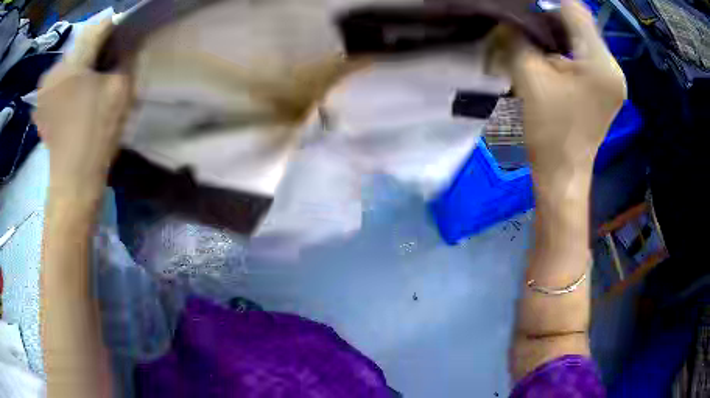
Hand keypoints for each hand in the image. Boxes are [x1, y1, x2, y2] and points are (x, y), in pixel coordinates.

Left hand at [34, 19, 133, 193]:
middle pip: (80, 46)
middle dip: (96, 51)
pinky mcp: (42, 107)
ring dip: (82, 67)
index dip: (114, 30)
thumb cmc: (97, 133)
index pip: (98, 28)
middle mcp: (52, 70)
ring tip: (92, 85)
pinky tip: (77, 99)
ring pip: (69, 64)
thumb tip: (126, 43)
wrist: (74, 180)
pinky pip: (59, 82)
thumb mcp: (121, 88)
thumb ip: (126, 57)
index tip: (124, 40)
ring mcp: (44, 91)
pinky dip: (70, 83)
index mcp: (70, 62)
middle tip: (107, 67)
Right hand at [510, 0, 625, 188]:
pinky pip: (588, 58)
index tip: (525, 11)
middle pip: (581, 25)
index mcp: (601, 63)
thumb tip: (510, 19)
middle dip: (552, 22)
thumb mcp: (529, 76)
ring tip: (538, 47)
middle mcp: (614, 68)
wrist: (563, 174)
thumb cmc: (549, 129)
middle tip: (527, 32)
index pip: (575, 11)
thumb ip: (518, 37)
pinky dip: (568, 52)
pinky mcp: (608, 90)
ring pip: (583, 41)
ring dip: (559, 38)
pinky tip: (553, 62)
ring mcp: (614, 80)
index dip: (547, 4)